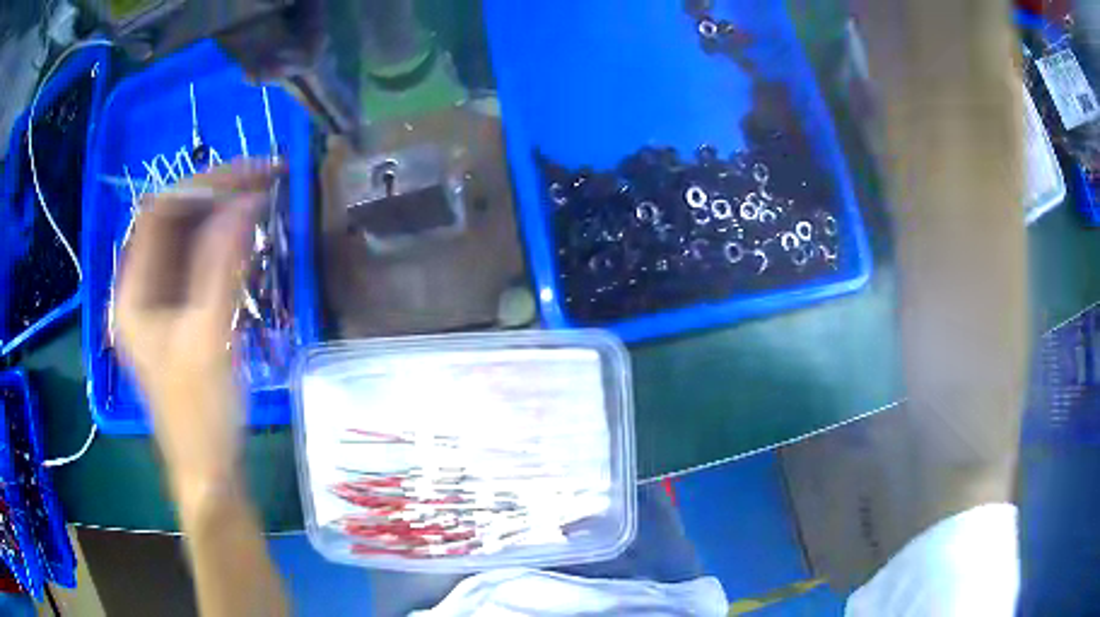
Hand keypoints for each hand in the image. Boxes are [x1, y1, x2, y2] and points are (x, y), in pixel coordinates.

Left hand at [115, 161, 277, 502]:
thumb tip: (248, 199)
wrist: (208, 469)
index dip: (202, 183)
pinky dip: (225, 242)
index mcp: (132, 292)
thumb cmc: (200, 416)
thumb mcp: (207, 340)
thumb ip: (221, 266)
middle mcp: (141, 287)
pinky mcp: (180, 312)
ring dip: (223, 213)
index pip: (160, 211)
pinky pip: (200, 261)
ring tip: (264, 198)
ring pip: (188, 236)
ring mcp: (160, 299)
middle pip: (173, 218)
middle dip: (217, 192)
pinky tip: (250, 237)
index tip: (252, 173)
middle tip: (266, 179)